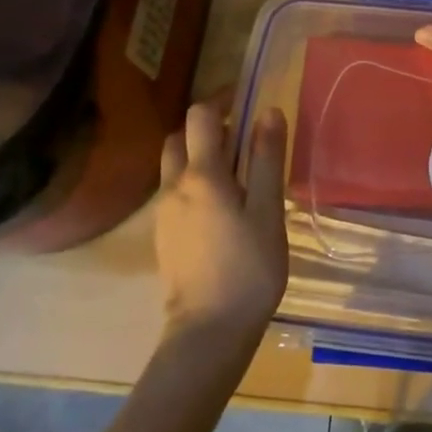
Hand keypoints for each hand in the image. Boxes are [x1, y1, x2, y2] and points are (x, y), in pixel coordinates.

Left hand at [153, 101, 288, 347]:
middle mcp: (174, 186)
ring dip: (198, 155)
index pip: (201, 116)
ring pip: (174, 165)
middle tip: (242, 139)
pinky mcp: (163, 235)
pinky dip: (193, 182)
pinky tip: (221, 208)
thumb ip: (266, 159)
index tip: (246, 100)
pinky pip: (174, 192)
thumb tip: (268, 111)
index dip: (222, 99)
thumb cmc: (248, 268)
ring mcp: (164, 212)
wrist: (208, 332)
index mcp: (202, 175)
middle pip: (180, 137)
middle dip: (207, 127)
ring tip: (235, 174)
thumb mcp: (268, 210)